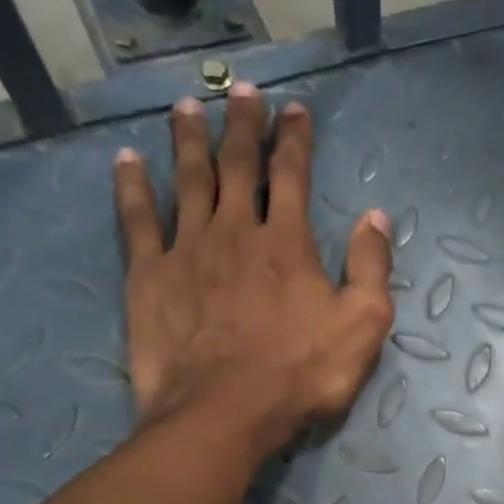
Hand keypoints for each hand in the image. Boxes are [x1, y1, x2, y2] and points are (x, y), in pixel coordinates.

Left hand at [114, 86, 394, 452]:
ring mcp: (187, 250)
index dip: (295, 139)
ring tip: (187, 106)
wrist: (226, 412)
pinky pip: (138, 220)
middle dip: (243, 126)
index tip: (295, 109)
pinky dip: (132, 187)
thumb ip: (372, 267)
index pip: (293, 176)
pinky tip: (127, 160)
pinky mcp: (149, 275)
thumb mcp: (364, 325)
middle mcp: (236, 231)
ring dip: (189, 140)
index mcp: (288, 242)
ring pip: (188, 181)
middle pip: (238, 166)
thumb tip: (376, 217)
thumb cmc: (303, 372)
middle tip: (242, 91)